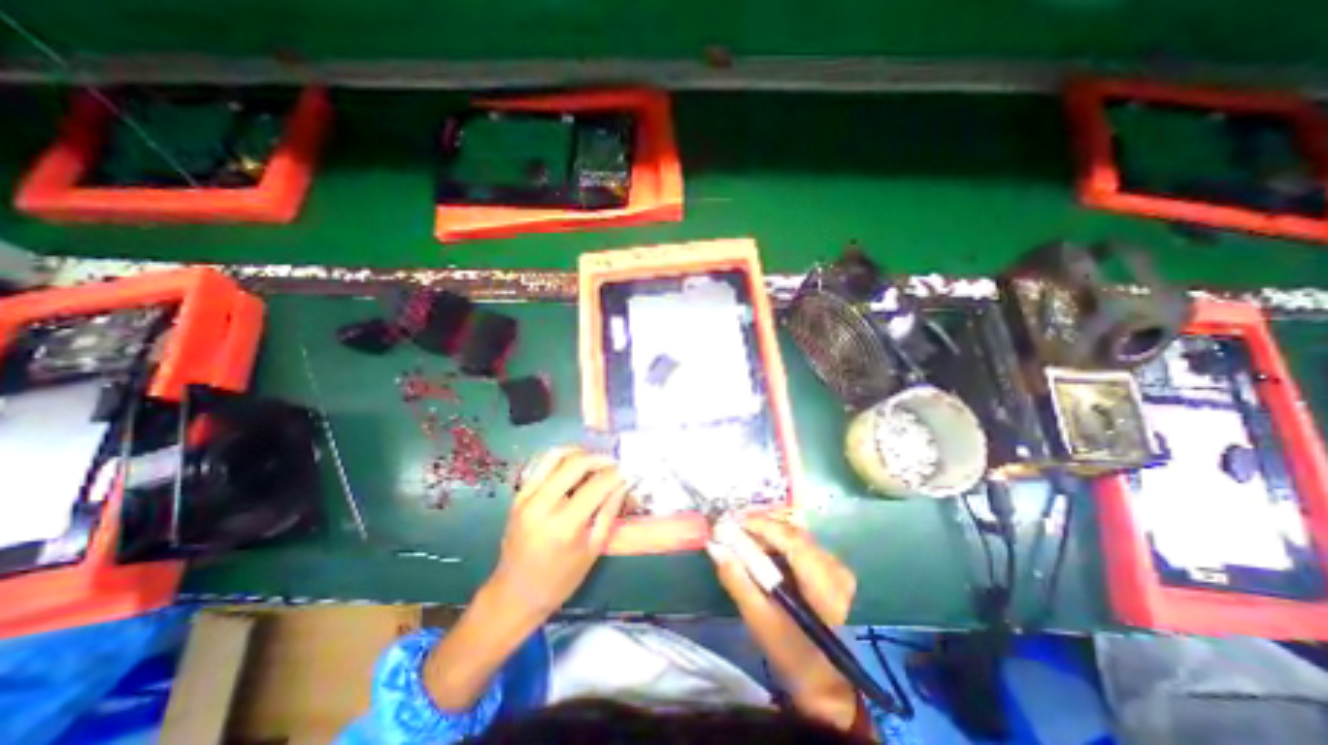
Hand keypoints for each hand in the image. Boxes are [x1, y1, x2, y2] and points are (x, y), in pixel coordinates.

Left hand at [424, 448, 630, 709]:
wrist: (514, 595)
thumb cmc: (560, 580)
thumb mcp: (593, 549)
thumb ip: (609, 511)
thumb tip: (624, 482)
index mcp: (564, 526)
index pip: (597, 485)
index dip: (616, 474)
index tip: (628, 471)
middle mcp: (542, 505)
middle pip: (576, 462)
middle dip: (600, 458)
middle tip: (614, 464)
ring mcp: (526, 497)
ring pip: (556, 455)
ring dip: (580, 452)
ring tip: (595, 461)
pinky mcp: (518, 494)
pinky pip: (542, 464)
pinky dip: (562, 459)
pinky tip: (575, 467)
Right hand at [703, 516, 862, 731]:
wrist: (821, 677)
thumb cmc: (789, 652)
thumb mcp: (758, 618)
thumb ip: (736, 579)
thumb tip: (714, 545)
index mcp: (824, 587)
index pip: (792, 541)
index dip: (760, 525)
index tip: (730, 521)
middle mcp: (836, 569)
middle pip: (792, 533)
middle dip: (759, 527)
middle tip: (730, 528)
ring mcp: (836, 567)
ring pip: (795, 535)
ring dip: (767, 533)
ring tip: (740, 536)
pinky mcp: (832, 567)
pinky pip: (800, 543)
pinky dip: (777, 541)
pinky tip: (759, 546)